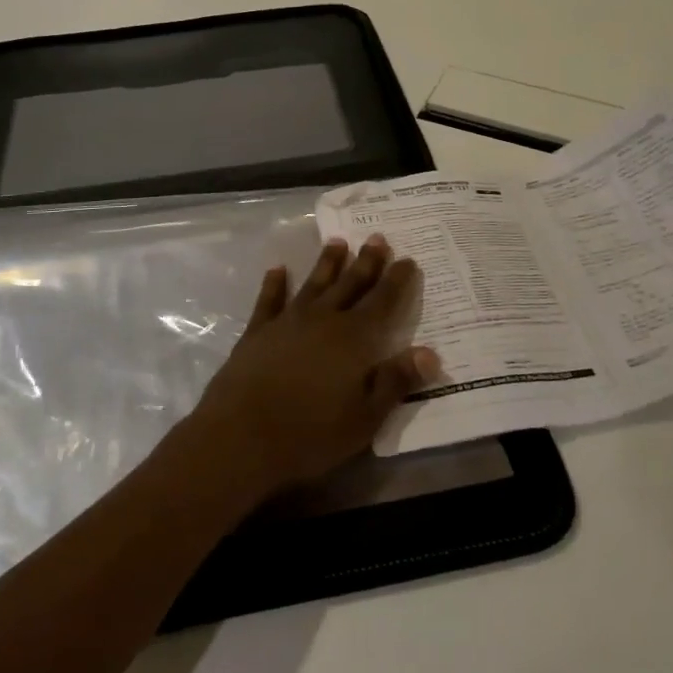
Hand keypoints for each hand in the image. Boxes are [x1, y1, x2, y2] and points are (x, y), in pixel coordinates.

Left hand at [185, 236, 440, 495]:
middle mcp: (323, 320)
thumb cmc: (310, 432)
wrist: (241, 435)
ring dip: (327, 263)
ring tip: (337, 241)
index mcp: (354, 339)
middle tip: (377, 237)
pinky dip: (274, 283)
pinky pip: (269, 300)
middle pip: (350, 284)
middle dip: (366, 261)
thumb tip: (430, 352)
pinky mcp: (257, 332)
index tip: (408, 259)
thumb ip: (396, 381)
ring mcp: (288, 322)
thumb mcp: (365, 417)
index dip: (397, 280)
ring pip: (314, 284)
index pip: (382, 302)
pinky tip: (278, 269)